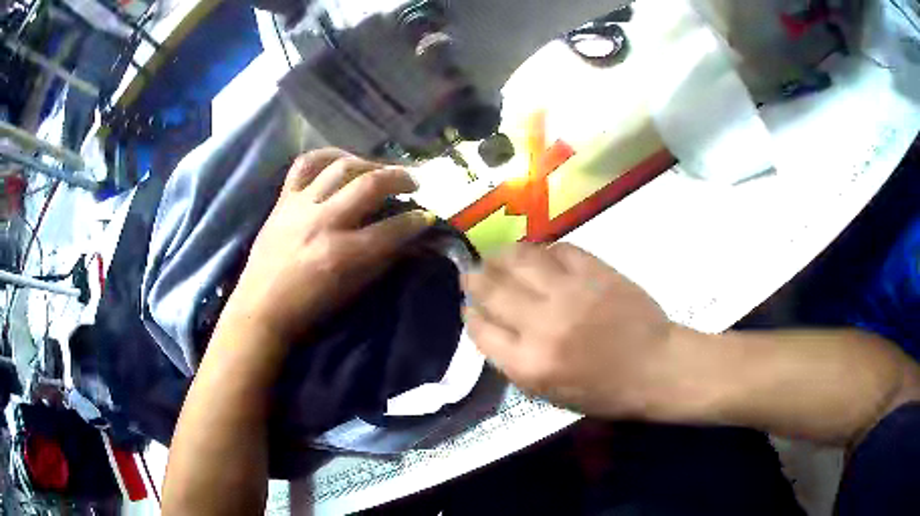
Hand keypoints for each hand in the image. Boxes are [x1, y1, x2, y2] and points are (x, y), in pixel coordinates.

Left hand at [222, 148, 433, 344]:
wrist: (261, 308)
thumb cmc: (309, 308)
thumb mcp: (352, 291)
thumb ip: (381, 261)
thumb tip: (408, 240)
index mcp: (342, 254)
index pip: (392, 229)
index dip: (417, 221)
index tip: (428, 216)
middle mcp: (323, 222)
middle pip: (370, 184)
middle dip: (401, 178)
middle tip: (414, 182)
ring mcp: (301, 206)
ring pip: (342, 167)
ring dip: (369, 163)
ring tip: (381, 171)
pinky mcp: (283, 199)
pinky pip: (305, 164)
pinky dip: (326, 156)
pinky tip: (341, 159)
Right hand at [462, 243, 677, 418]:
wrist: (655, 367)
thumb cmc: (603, 391)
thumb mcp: (549, 394)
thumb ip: (514, 362)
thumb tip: (490, 326)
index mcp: (529, 364)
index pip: (481, 329)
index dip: (470, 314)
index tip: (469, 306)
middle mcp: (542, 324)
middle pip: (491, 289)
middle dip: (474, 279)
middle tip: (472, 274)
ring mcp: (569, 292)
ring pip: (519, 259)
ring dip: (500, 256)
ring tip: (497, 257)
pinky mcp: (594, 271)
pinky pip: (557, 249)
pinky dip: (542, 250)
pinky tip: (538, 255)